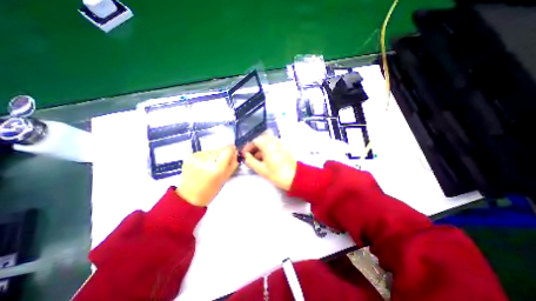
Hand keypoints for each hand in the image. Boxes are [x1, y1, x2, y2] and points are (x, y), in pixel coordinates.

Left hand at [177, 146, 237, 206]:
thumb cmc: (210, 191)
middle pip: (220, 149)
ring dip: (215, 155)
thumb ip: (233, 164)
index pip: (228, 150)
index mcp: (217, 168)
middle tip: (220, 164)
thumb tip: (235, 152)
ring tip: (211, 166)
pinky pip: (204, 152)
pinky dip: (206, 156)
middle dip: (223, 154)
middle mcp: (207, 160)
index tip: (232, 154)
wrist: (189, 196)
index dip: (231, 151)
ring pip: (213, 150)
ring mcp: (197, 157)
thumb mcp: (225, 178)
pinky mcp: (191, 156)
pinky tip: (203, 165)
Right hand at [242, 134, 296, 190]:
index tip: (244, 154)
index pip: (255, 141)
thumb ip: (250, 161)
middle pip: (261, 140)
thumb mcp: (261, 169)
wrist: (294, 177)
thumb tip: (246, 156)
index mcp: (268, 145)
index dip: (248, 147)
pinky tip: (265, 159)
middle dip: (254, 147)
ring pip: (267, 142)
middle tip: (250, 156)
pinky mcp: (283, 147)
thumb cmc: (277, 173)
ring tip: (256, 159)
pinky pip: (272, 145)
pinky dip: (267, 149)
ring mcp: (280, 143)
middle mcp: (274, 141)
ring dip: (260, 149)